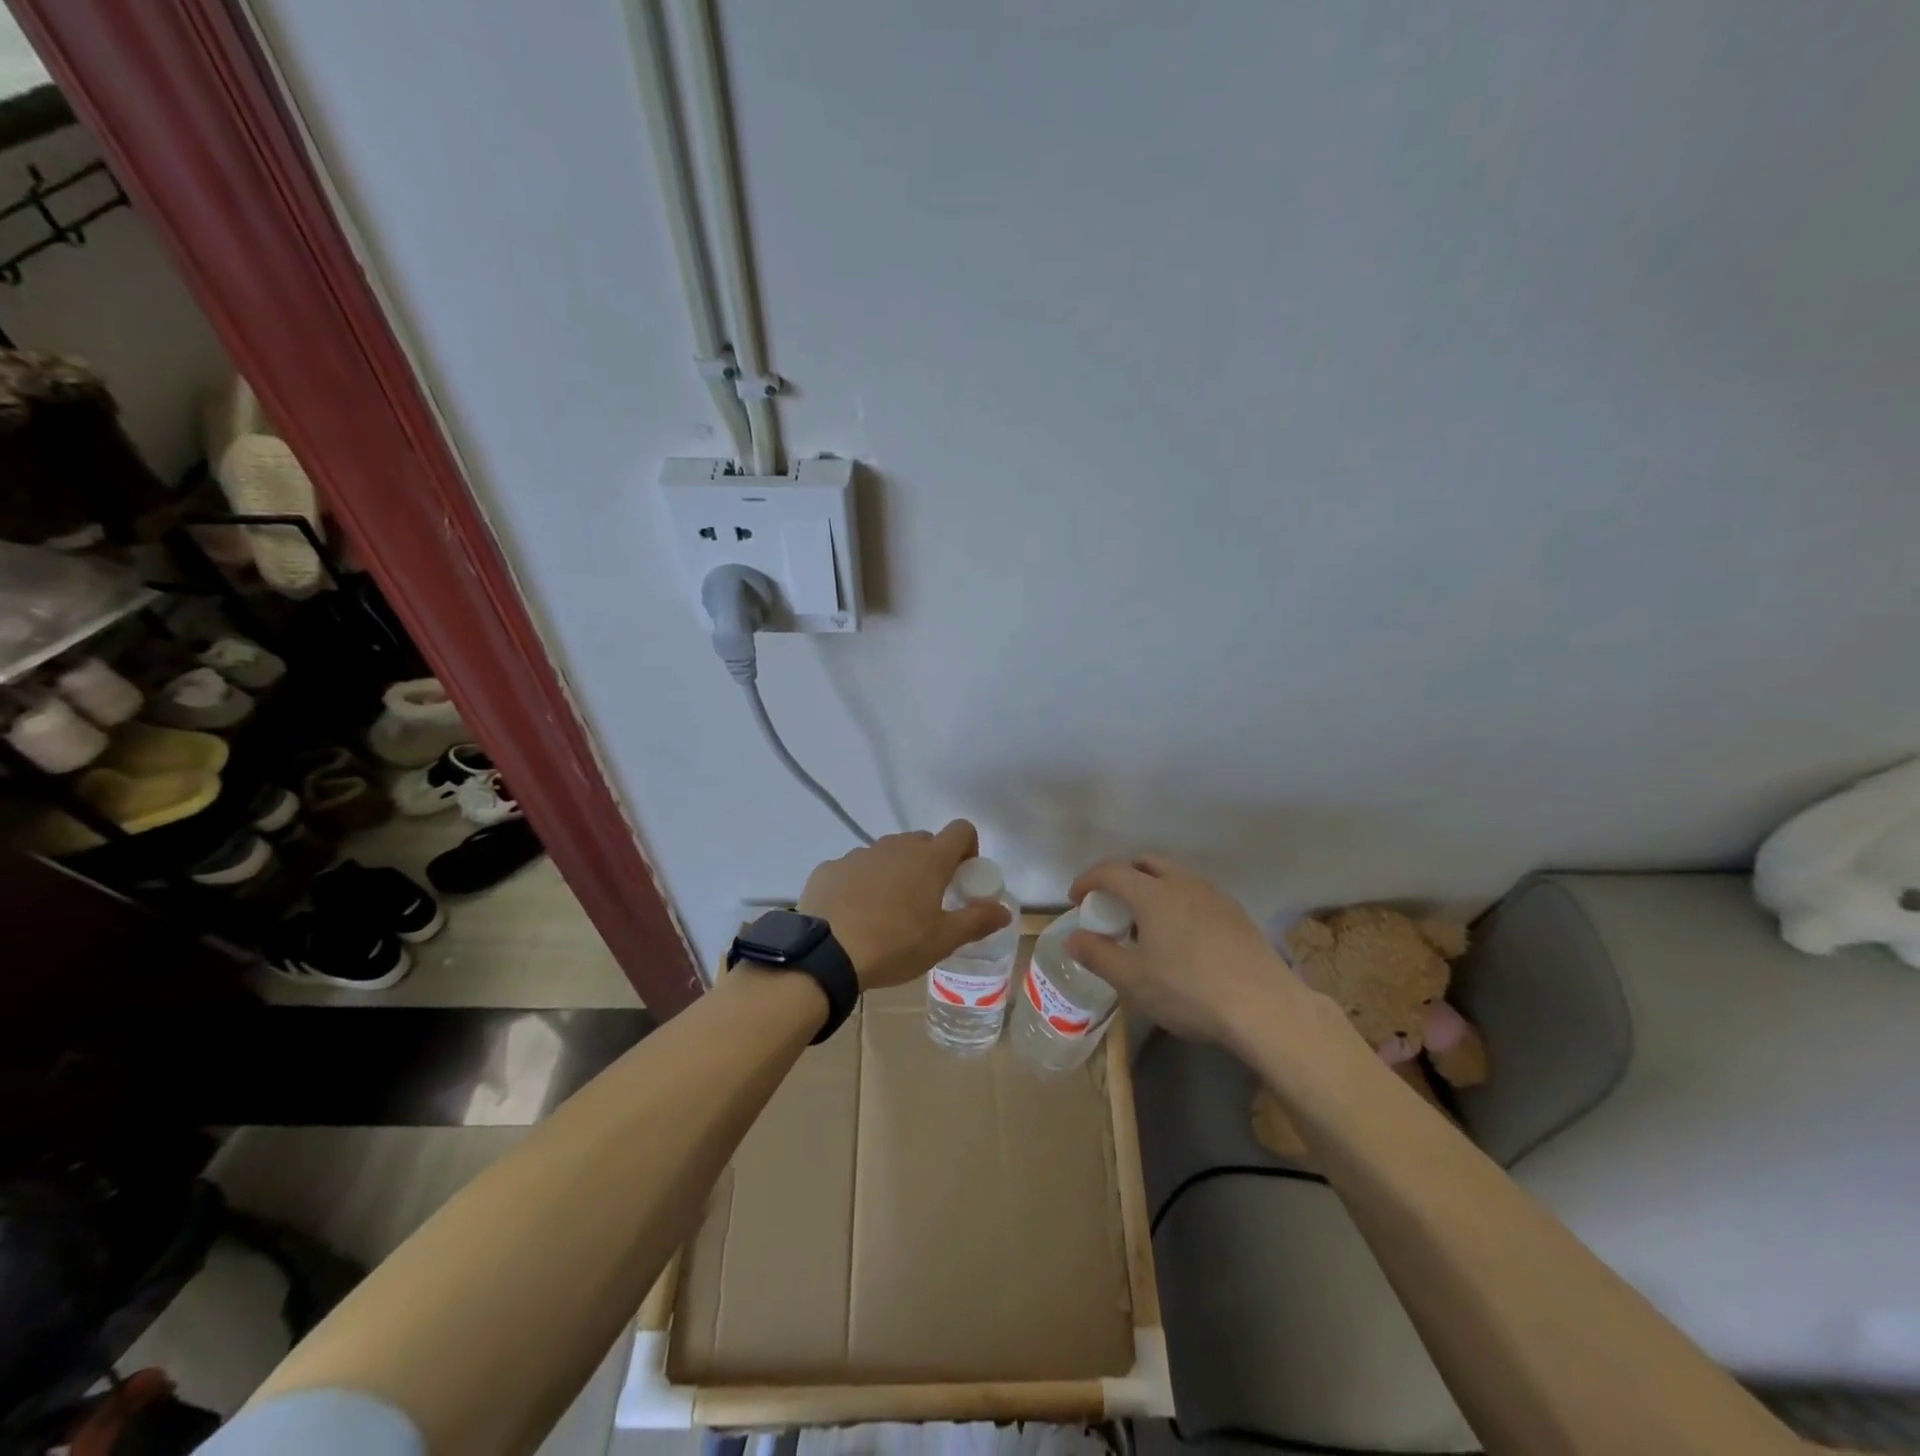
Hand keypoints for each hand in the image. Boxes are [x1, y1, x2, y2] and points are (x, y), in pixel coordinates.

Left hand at [798, 821, 1011, 989]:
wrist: (825, 955)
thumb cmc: (894, 945)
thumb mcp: (942, 940)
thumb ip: (976, 920)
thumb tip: (1004, 910)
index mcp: (929, 859)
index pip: (961, 830)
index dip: (967, 849)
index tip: (962, 878)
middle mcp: (895, 846)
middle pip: (923, 842)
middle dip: (930, 864)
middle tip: (927, 901)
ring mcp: (860, 854)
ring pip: (888, 855)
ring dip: (895, 873)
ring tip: (888, 913)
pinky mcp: (830, 867)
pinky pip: (855, 869)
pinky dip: (861, 884)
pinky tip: (854, 915)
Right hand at [1065, 854, 1299, 1046]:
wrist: (1264, 1007)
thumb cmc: (1188, 990)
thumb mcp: (1132, 980)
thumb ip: (1097, 954)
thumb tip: (1072, 938)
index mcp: (1153, 894)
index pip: (1111, 871)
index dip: (1088, 880)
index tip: (1076, 899)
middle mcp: (1183, 883)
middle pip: (1146, 862)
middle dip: (1122, 874)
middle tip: (1110, 902)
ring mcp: (1214, 895)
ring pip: (1175, 875)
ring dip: (1152, 886)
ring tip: (1144, 921)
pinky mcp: (1236, 913)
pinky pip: (1196, 892)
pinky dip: (1176, 900)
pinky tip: (1180, 935)